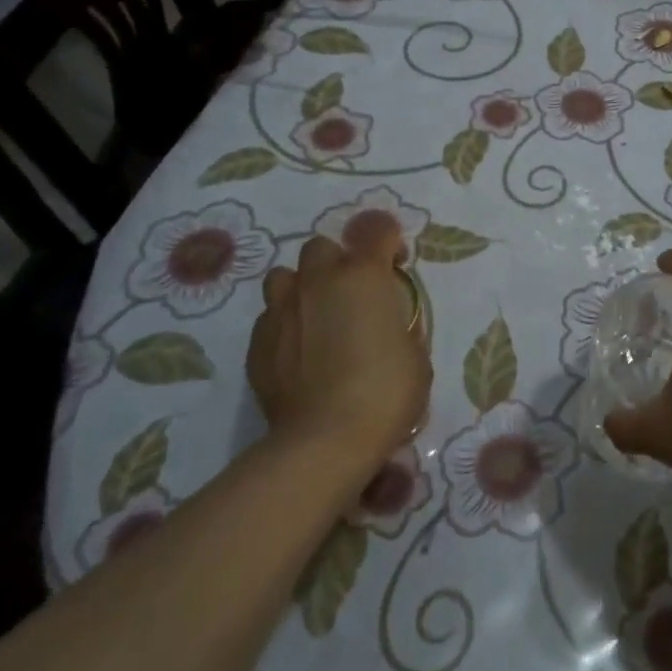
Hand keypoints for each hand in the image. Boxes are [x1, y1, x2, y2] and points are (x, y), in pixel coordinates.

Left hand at [247, 215, 429, 469]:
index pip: (376, 229)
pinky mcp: (257, 343)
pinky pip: (270, 317)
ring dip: (302, 288)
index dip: (389, 241)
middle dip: (337, 263)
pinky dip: (285, 325)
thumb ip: (398, 324)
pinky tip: (298, 353)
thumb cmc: (385, 392)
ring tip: (316, 317)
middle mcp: (318, 281)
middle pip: (322, 247)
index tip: (395, 264)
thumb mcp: (414, 353)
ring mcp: (281, 310)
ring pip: (285, 276)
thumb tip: (385, 324)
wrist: (325, 441)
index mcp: (364, 276)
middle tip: (351, 295)